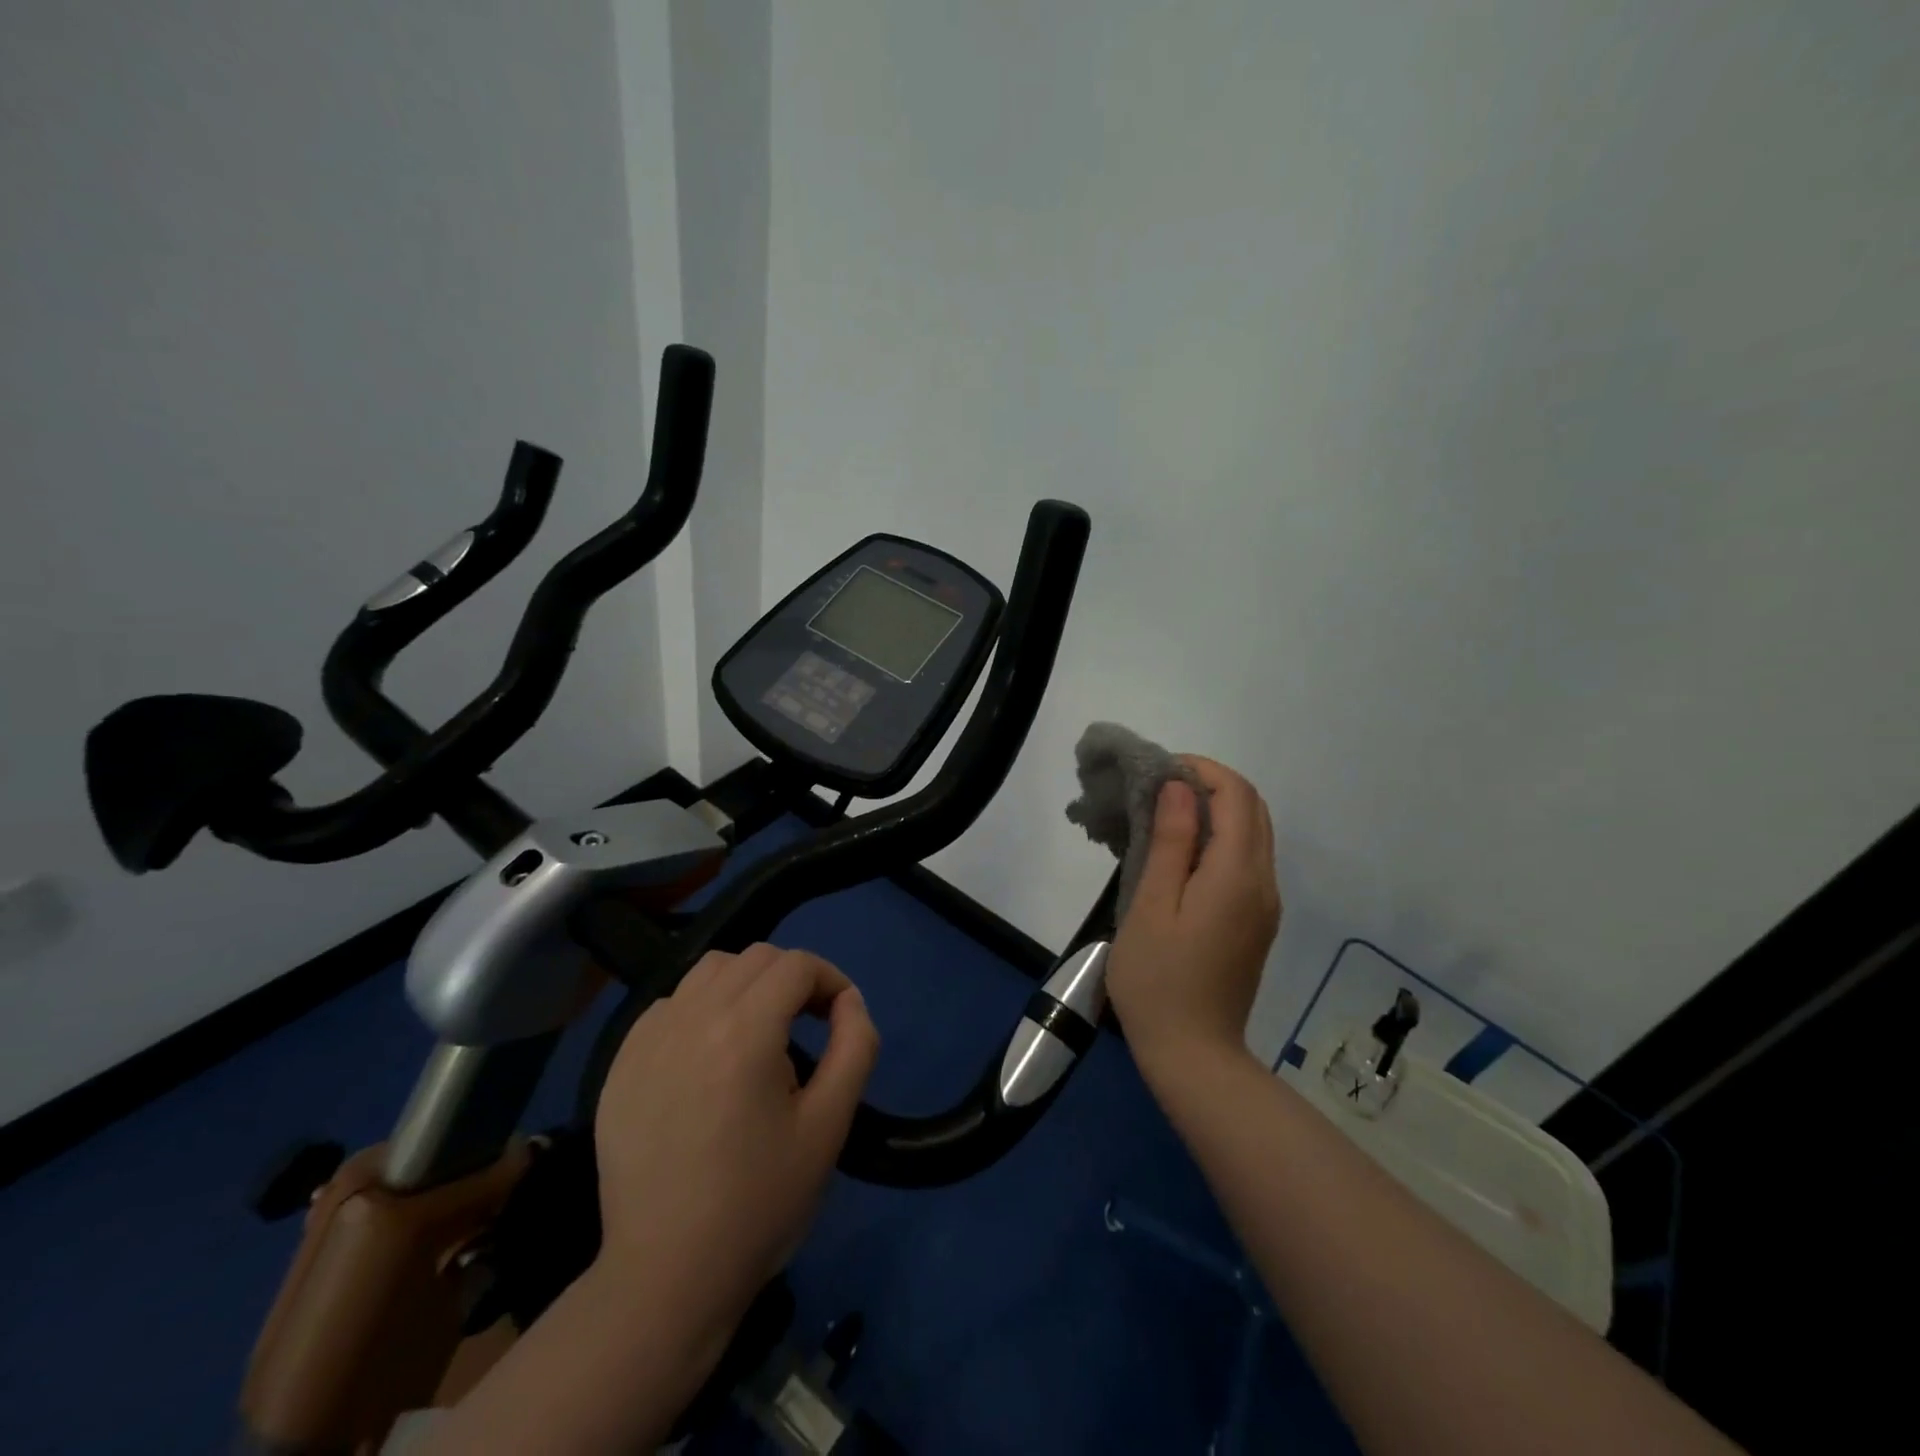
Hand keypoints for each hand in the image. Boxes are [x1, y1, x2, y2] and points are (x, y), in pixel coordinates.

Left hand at [591, 943, 879, 1324]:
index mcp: (745, 1030)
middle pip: (754, 958)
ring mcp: (648, 1039)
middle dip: (792, 978)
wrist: (666, 1276)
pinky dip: (700, 1009)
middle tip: (808, 1024)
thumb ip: (854, 1047)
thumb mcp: (829, 1125)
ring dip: (745, 985)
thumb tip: (850, 1002)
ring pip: (708, 971)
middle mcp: (692, 1017)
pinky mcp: (620, 1064)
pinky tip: (708, 1056)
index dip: (830, 979)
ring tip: (758, 1033)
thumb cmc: (759, 1202)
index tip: (841, 1016)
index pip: (796, 965)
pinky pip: (669, 1005)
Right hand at [1106, 757, 1280, 1077]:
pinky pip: (1248, 861)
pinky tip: (1182, 855)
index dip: (1202, 770)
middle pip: (1254, 809)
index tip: (1159, 771)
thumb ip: (1170, 842)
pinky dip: (1221, 839)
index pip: (1237, 795)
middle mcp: (1263, 882)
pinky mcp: (1258, 921)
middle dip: (1211, 784)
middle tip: (1159, 790)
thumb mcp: (1151, 906)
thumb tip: (1179, 787)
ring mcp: (1265, 904)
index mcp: (1237, 875)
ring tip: (1165, 817)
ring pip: (1254, 833)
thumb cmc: (1158, 979)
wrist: (1194, 1054)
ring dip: (1217, 811)